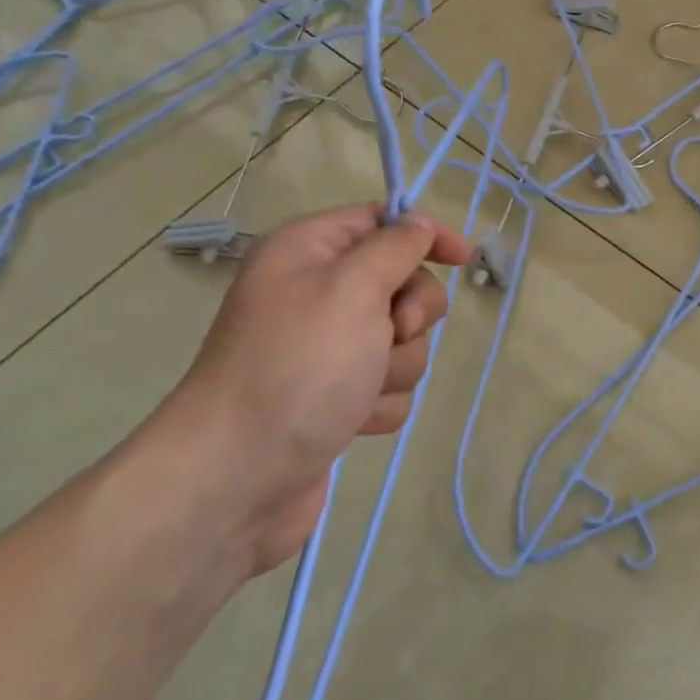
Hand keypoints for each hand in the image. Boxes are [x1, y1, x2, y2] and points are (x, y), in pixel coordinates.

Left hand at [162, 203, 472, 573]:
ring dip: (395, 367)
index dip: (425, 235)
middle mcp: (318, 293)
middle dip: (409, 316)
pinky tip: (352, 421)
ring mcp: (328, 349)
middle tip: (389, 335)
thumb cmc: (298, 367)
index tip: (461, 258)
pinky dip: (380, 402)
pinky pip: (390, 385)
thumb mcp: (353, 288)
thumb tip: (421, 224)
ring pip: (403, 341)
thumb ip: (397, 247)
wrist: (237, 477)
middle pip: (402, 284)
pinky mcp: (338, 396)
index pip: (382, 221)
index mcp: (310, 251)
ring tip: (359, 391)